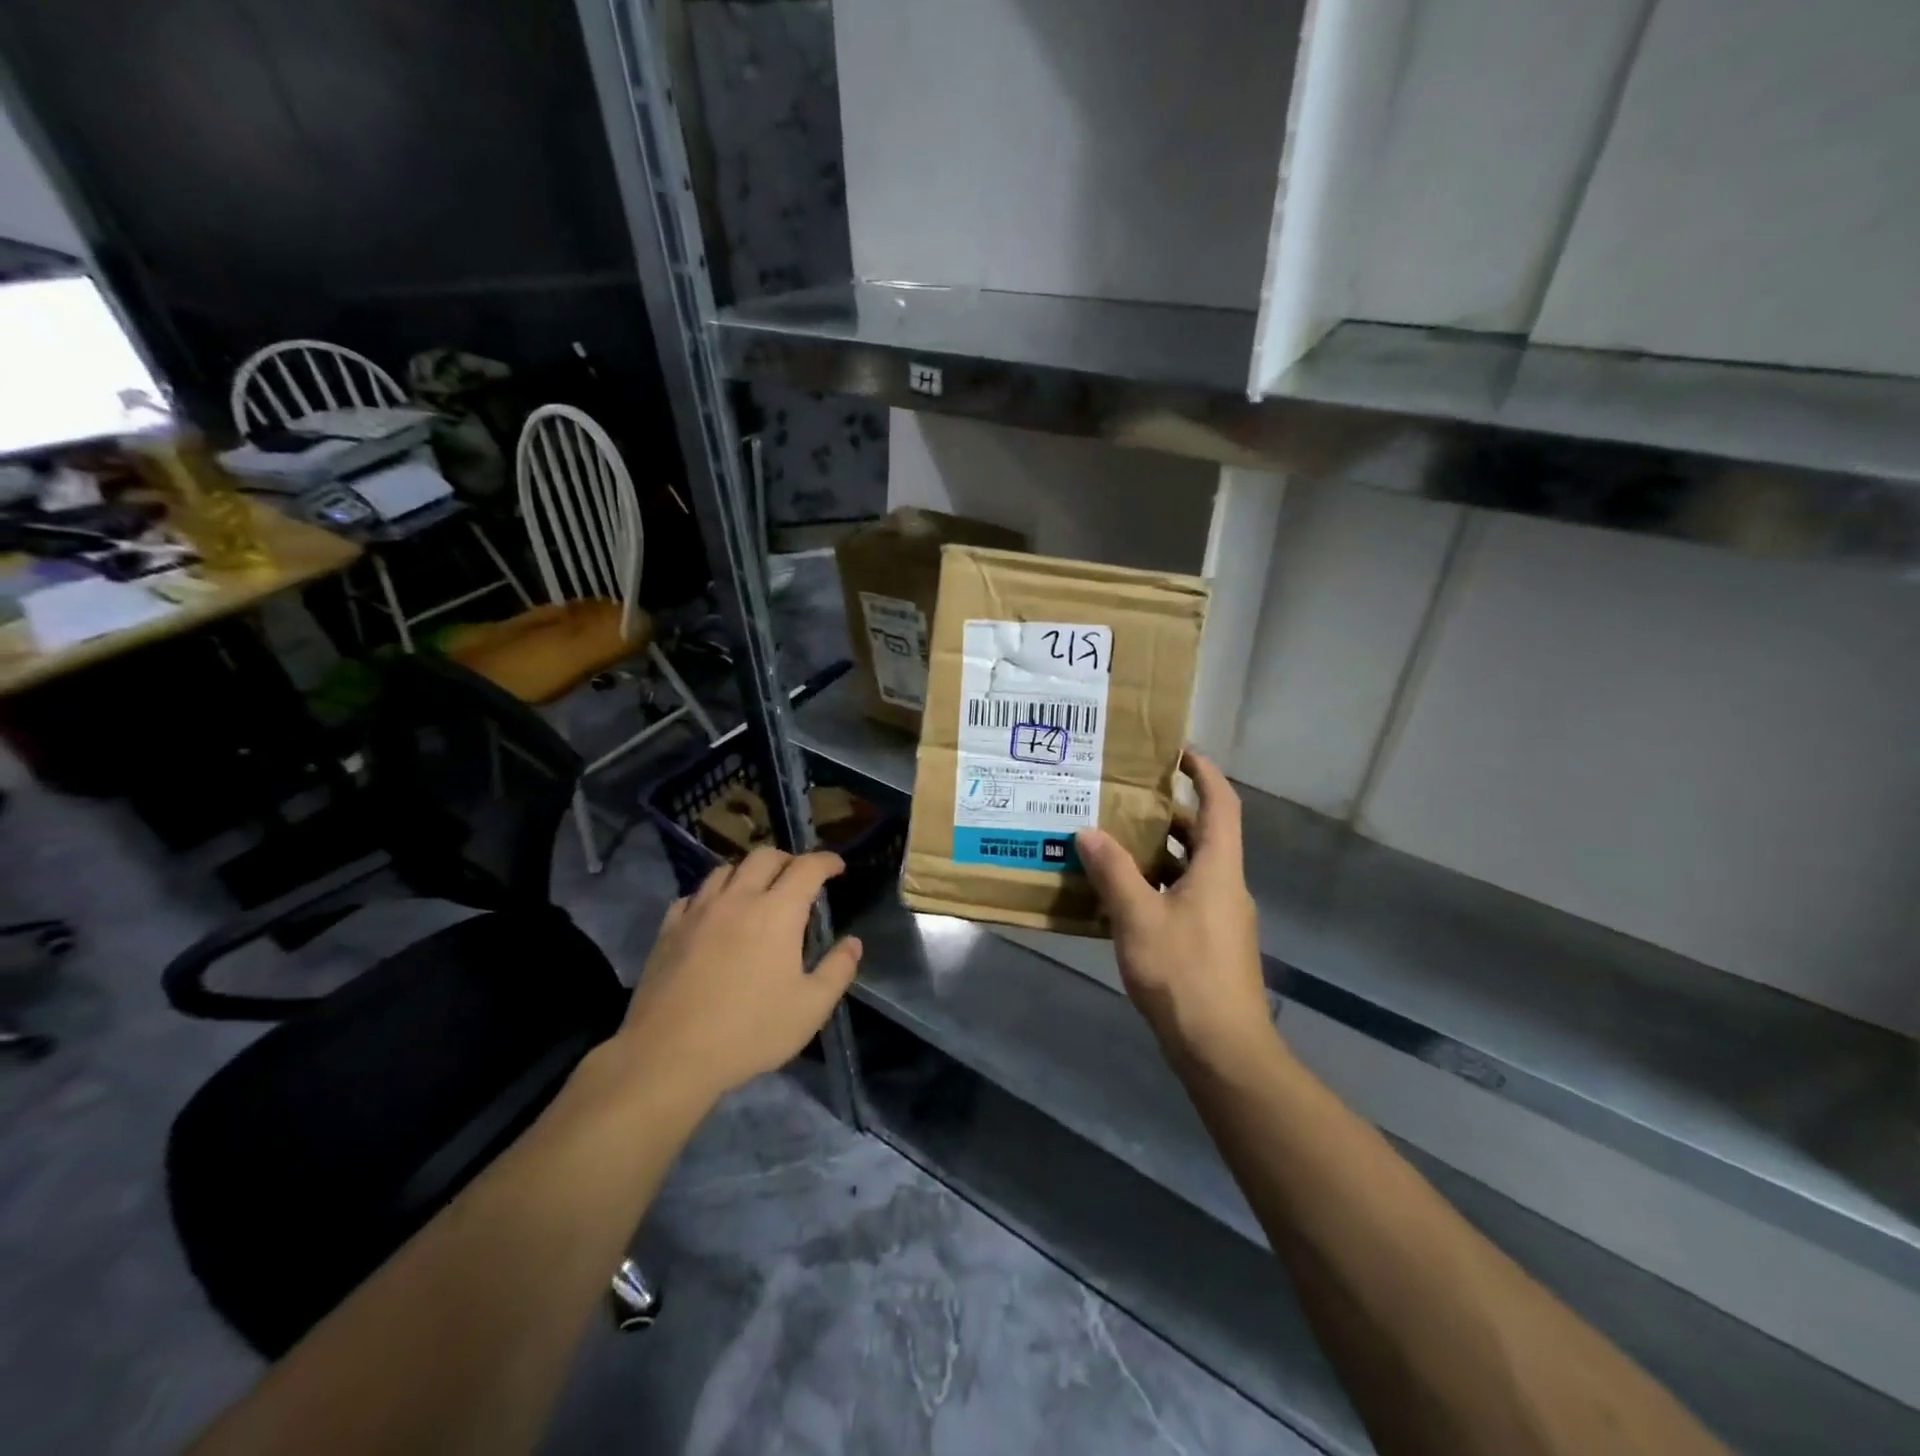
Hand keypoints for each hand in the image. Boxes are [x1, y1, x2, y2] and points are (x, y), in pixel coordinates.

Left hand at [618, 848, 861, 1103]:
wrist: (669, 1055)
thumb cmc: (749, 1031)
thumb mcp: (810, 1008)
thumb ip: (837, 970)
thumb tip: (853, 943)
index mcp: (778, 912)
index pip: (807, 868)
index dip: (826, 861)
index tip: (837, 867)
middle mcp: (738, 899)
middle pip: (764, 857)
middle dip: (788, 860)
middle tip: (799, 877)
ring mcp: (698, 911)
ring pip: (725, 870)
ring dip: (748, 872)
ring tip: (756, 891)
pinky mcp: (669, 929)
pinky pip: (693, 896)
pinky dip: (712, 895)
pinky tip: (714, 914)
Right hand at [1076, 752, 1275, 1074]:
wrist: (1222, 1050)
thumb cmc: (1184, 973)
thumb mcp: (1138, 917)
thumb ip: (1113, 872)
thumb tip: (1089, 831)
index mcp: (1218, 869)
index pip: (1221, 805)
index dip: (1204, 773)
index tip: (1178, 752)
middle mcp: (1226, 886)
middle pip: (1203, 835)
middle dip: (1168, 814)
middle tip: (1124, 799)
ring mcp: (1221, 918)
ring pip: (1190, 869)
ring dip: (1157, 853)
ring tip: (1112, 842)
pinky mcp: (1211, 944)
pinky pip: (1183, 897)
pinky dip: (1156, 887)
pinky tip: (1120, 898)